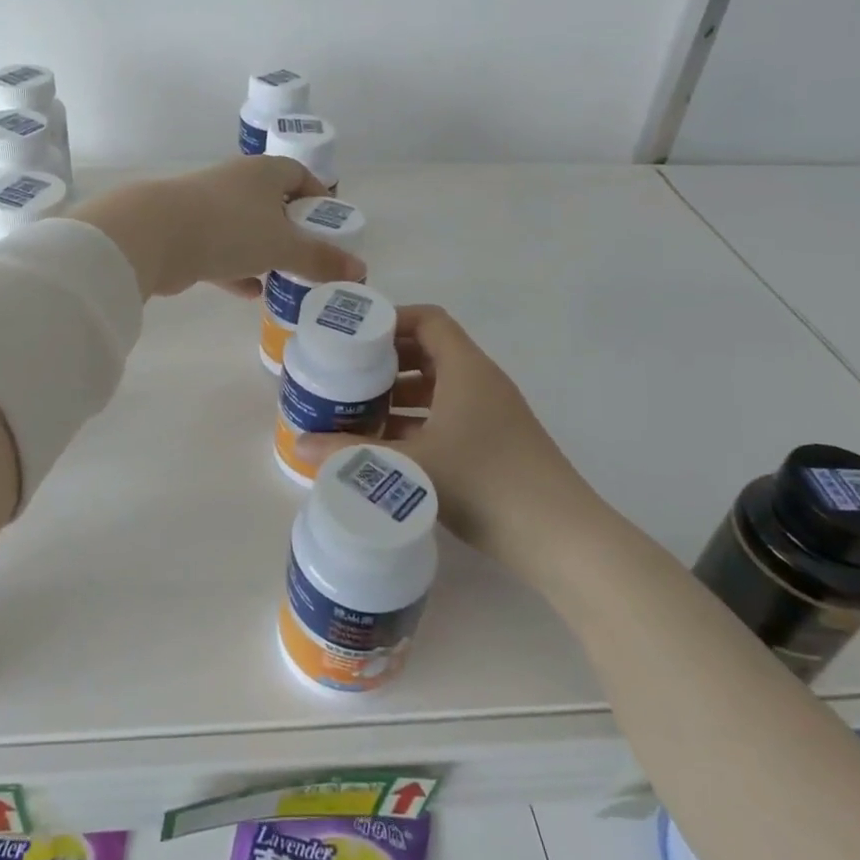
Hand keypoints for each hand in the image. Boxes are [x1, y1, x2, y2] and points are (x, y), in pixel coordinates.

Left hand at [75, 157, 366, 298]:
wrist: (153, 235)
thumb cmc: (229, 228)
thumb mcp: (283, 245)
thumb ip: (320, 259)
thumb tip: (360, 270)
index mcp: (262, 173)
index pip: (298, 175)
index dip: (318, 196)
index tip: (331, 222)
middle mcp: (235, 184)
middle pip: (272, 203)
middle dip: (292, 229)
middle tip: (312, 256)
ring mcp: (207, 208)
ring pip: (245, 230)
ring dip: (264, 252)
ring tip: (287, 277)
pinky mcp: (186, 235)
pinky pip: (221, 253)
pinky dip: (237, 270)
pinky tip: (252, 293)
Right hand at [295, 305, 599, 582]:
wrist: (560, 539)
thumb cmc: (483, 482)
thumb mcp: (410, 465)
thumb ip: (352, 452)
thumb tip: (299, 444)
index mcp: (466, 368)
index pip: (428, 320)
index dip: (391, 321)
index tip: (354, 339)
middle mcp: (481, 382)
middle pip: (429, 353)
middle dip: (386, 363)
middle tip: (347, 377)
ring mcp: (493, 414)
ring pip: (439, 389)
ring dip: (400, 396)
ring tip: (359, 414)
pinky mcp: (496, 445)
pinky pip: (450, 417)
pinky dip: (419, 423)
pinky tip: (390, 449)